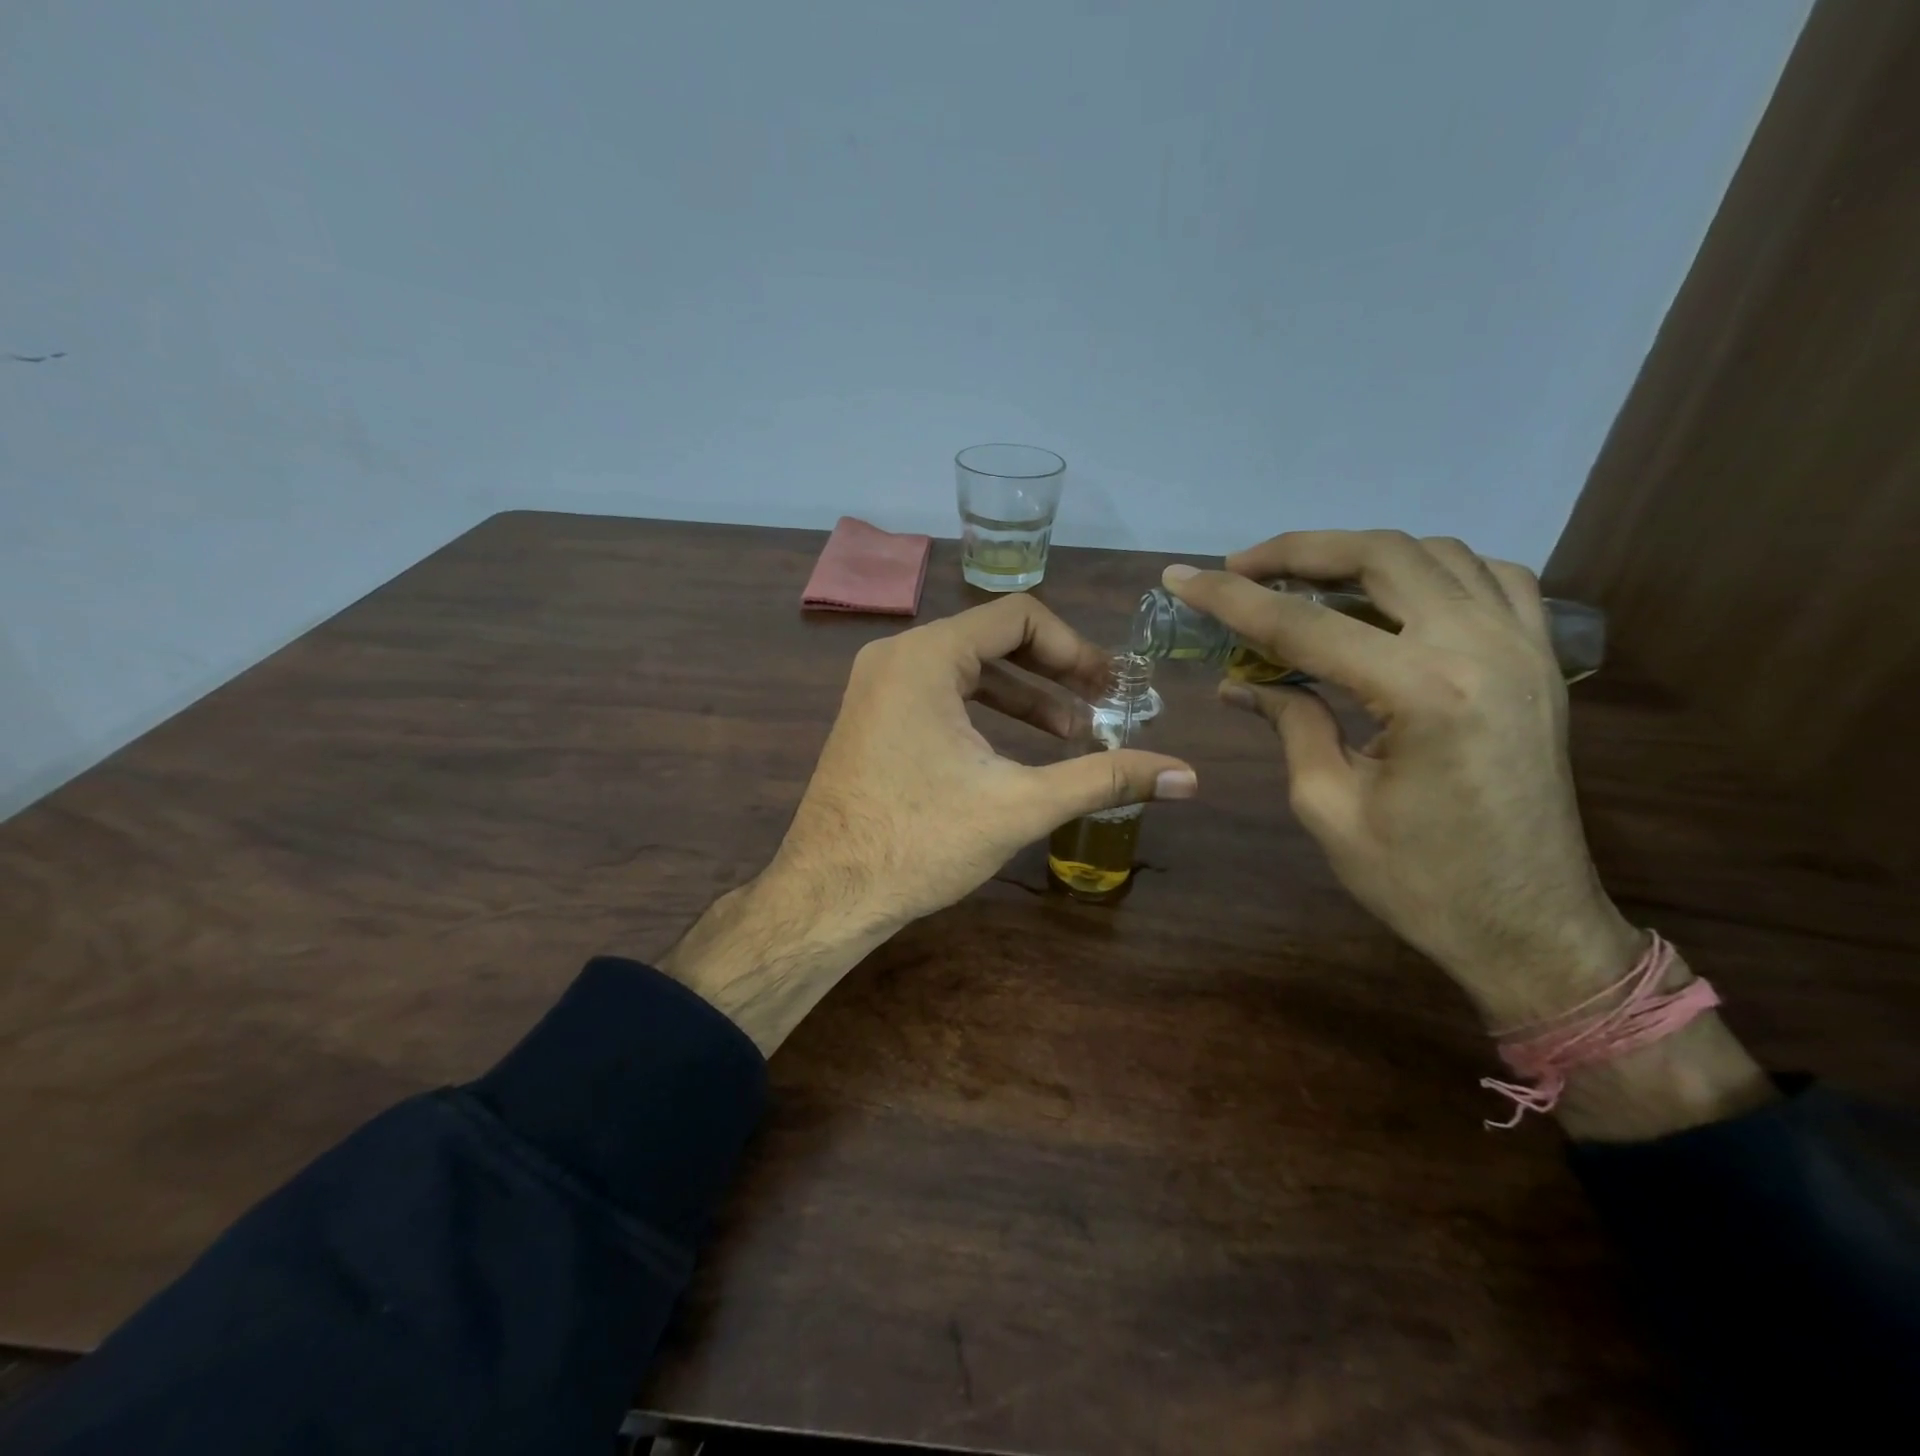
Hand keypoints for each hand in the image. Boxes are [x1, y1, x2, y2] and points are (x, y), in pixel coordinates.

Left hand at [662, 595, 1195, 1052]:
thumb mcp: (1021, 804)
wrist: (828, 894)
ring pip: (968, 671)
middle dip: (1055, 674)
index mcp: (926, 656)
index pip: (1019, 617)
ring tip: (1073, 736)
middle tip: (1103, 708)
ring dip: (1025, 697)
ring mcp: (878, 687)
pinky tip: (1019, 749)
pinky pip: (941, 695)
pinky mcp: (873, 718)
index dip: (1075, 648)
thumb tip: (1188, 776)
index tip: (1111, 688)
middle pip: (994, 640)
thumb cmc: (920, 842)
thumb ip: (1105, 779)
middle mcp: (896, 656)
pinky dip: (985, 713)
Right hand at [1165, 530, 1638, 1027]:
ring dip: (1359, 556)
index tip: (1180, 579)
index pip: (1304, 625)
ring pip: (1435, 554)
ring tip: (1304, 581)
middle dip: (1297, 553)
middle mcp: (1480, 647)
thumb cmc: (1420, 883)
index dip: (1231, 599)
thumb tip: (1244, 683)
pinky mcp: (1539, 661)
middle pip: (1379, 557)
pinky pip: (1490, 578)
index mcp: (1422, 692)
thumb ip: (1290, 724)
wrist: (1531, 927)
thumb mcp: (1329, 807)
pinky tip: (1392, 596)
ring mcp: (1523, 647)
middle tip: (1239, 568)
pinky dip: (1430, 570)